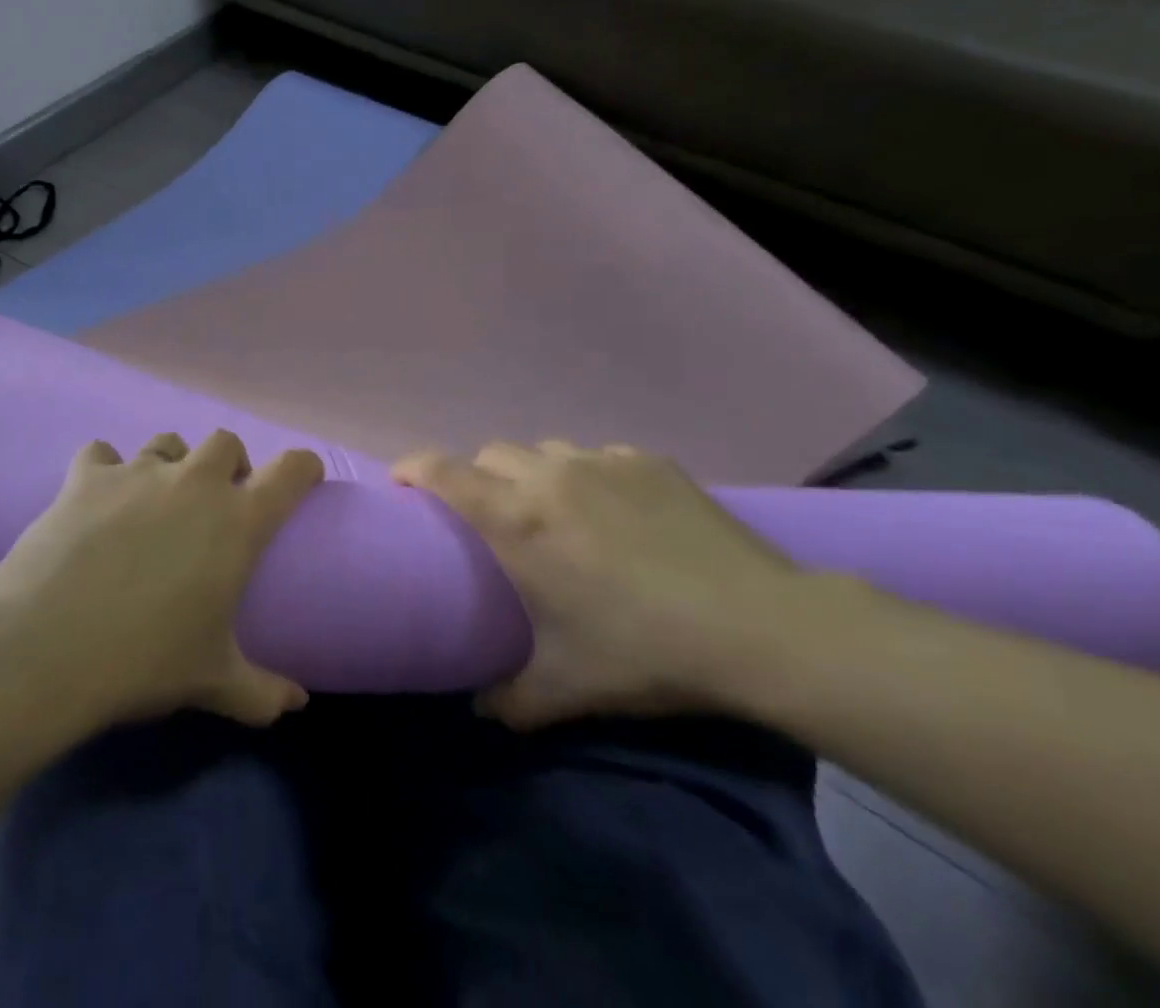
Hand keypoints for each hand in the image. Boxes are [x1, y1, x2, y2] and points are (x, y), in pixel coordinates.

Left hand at [0, 430, 324, 731]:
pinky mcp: (87, 476)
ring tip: (156, 500)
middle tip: (217, 502)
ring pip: (167, 442)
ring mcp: (138, 472)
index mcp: (237, 521)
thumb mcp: (212, 682)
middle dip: (228, 464)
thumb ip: (262, 693)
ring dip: (171, 463)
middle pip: (225, 442)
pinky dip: (104, 468)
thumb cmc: (144, 661)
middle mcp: (193, 482)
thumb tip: (298, 705)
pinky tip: (97, 497)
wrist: (47, 648)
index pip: (291, 470)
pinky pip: (101, 452)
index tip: (303, 477)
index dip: (303, 467)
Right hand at [393, 441, 805, 727]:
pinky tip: (616, 513)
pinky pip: (595, 457)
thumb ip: (509, 699)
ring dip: (532, 475)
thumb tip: (479, 709)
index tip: (401, 484)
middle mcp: (548, 475)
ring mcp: (600, 460)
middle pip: (489, 454)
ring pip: (542, 451)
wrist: (759, 626)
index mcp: (517, 520)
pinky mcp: (646, 459)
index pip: (441, 471)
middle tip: (492, 521)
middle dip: (477, 479)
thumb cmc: (645, 652)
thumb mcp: (567, 688)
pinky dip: (587, 477)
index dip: (411, 467)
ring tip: (556, 515)